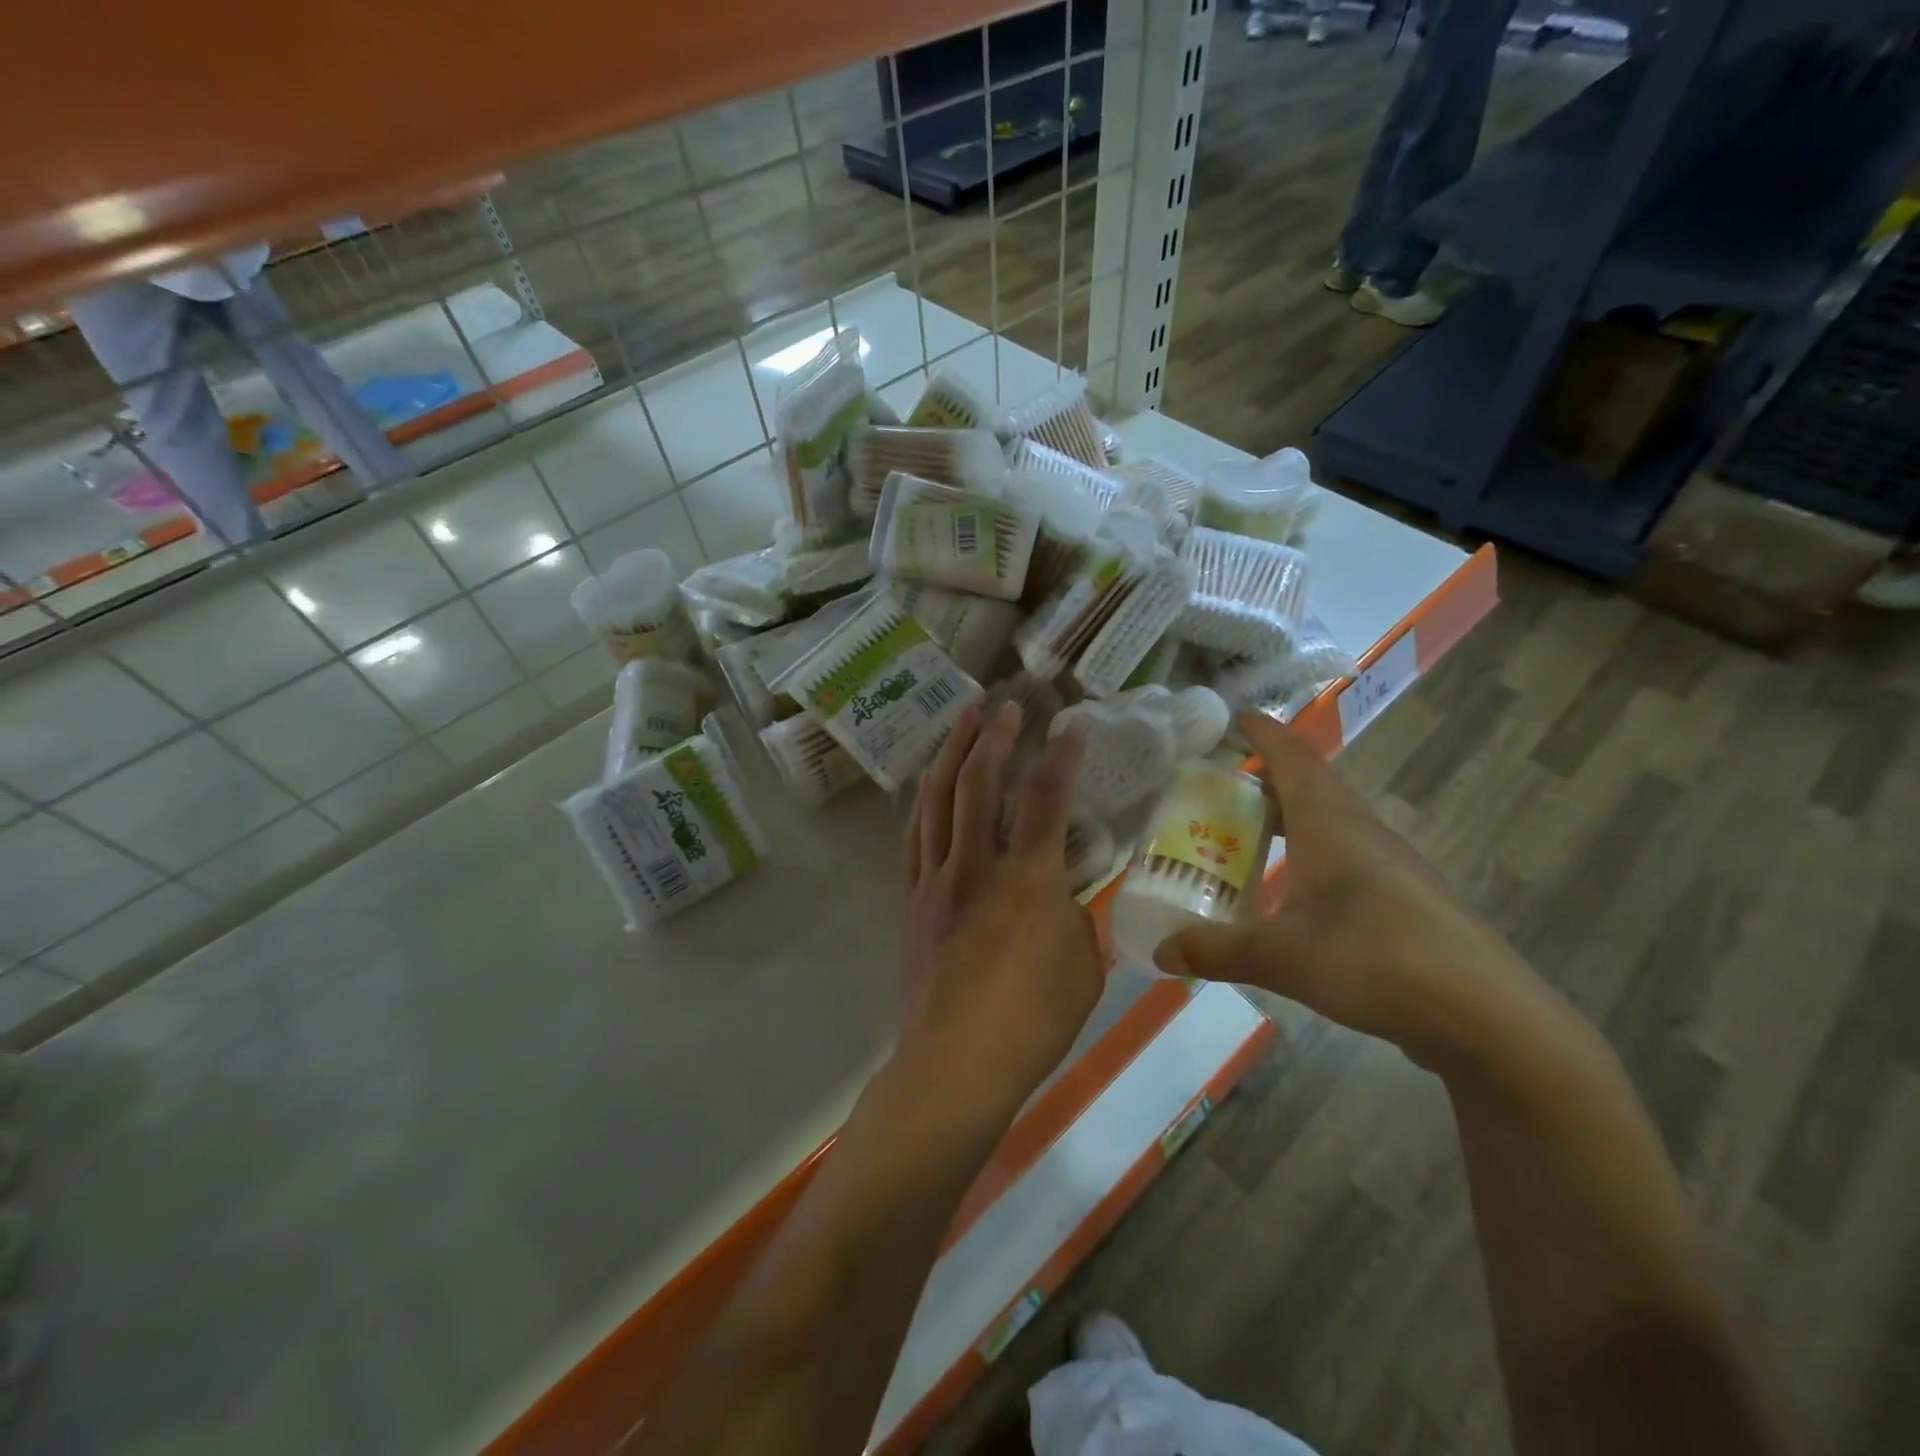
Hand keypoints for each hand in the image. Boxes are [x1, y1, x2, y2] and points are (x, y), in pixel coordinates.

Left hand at [899, 701, 1103, 1105]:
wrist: (954, 1064)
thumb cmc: (1031, 1024)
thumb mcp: (1083, 969)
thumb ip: (1075, 918)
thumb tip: (1061, 894)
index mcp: (1029, 881)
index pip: (1048, 798)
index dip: (1062, 754)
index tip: (1071, 722)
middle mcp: (977, 865)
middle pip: (981, 782)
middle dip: (996, 736)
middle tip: (1008, 704)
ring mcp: (937, 878)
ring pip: (939, 798)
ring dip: (953, 751)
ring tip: (964, 718)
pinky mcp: (913, 897)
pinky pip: (915, 833)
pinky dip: (925, 798)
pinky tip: (931, 782)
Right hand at [1153, 712, 1536, 1063]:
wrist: (1486, 1016)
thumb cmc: (1375, 959)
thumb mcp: (1281, 957)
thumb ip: (1216, 951)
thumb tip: (1162, 952)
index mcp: (1331, 824)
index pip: (1293, 758)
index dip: (1264, 733)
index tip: (1237, 716)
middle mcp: (1362, 832)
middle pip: (1313, 785)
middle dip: (1269, 776)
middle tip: (1226, 785)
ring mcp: (1391, 867)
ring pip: (1333, 821)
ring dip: (1293, 816)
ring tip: (1251, 833)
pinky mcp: (1406, 901)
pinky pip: (1347, 856)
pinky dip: (1312, 854)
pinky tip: (1297, 890)